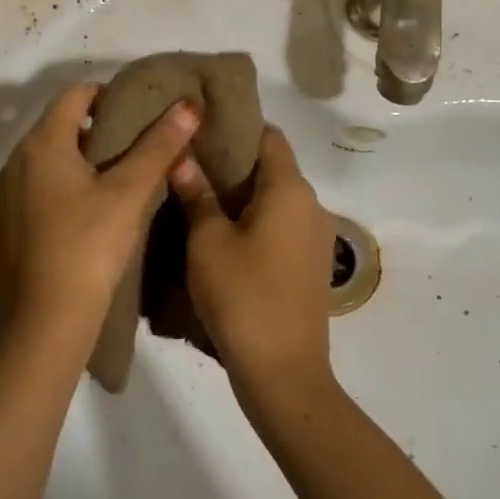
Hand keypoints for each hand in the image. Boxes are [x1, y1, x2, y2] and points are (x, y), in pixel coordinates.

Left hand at [0, 83, 199, 356]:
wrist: (45, 323)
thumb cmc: (88, 246)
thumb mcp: (129, 193)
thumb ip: (159, 146)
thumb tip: (188, 106)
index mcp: (41, 144)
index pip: (76, 94)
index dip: (110, 94)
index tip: (141, 111)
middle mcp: (15, 162)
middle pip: (60, 126)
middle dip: (100, 128)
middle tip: (139, 144)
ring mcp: (6, 197)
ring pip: (49, 160)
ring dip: (83, 159)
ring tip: (121, 178)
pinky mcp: (7, 227)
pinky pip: (38, 189)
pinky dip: (65, 187)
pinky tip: (91, 215)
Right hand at [168, 126, 335, 413]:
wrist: (283, 372)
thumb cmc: (242, 295)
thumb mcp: (207, 241)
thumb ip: (197, 193)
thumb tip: (183, 156)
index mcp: (290, 188)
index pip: (268, 136)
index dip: (236, 126)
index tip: (202, 127)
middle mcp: (312, 204)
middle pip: (273, 166)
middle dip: (234, 161)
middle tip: (191, 161)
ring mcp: (316, 236)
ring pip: (277, 198)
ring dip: (244, 193)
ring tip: (201, 195)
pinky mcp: (311, 264)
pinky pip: (283, 225)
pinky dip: (257, 219)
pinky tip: (224, 233)